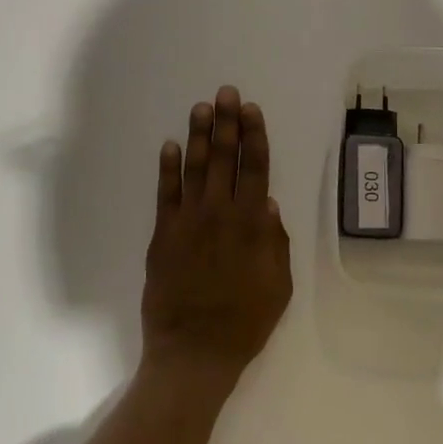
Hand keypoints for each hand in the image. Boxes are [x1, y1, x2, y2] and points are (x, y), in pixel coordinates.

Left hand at [141, 86, 292, 387]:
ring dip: (199, 136)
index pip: (255, 169)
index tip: (251, 109)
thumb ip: (275, 242)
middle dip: (227, 123)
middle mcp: (220, 214)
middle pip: (225, 159)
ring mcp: (188, 222)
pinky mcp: (163, 235)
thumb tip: (270, 204)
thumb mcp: (279, 285)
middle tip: (225, 93)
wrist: (194, 350)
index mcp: (253, 225)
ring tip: (201, 107)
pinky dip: (167, 168)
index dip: (254, 136)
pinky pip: (165, 194)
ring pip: (195, 168)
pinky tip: (170, 146)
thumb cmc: (246, 321)